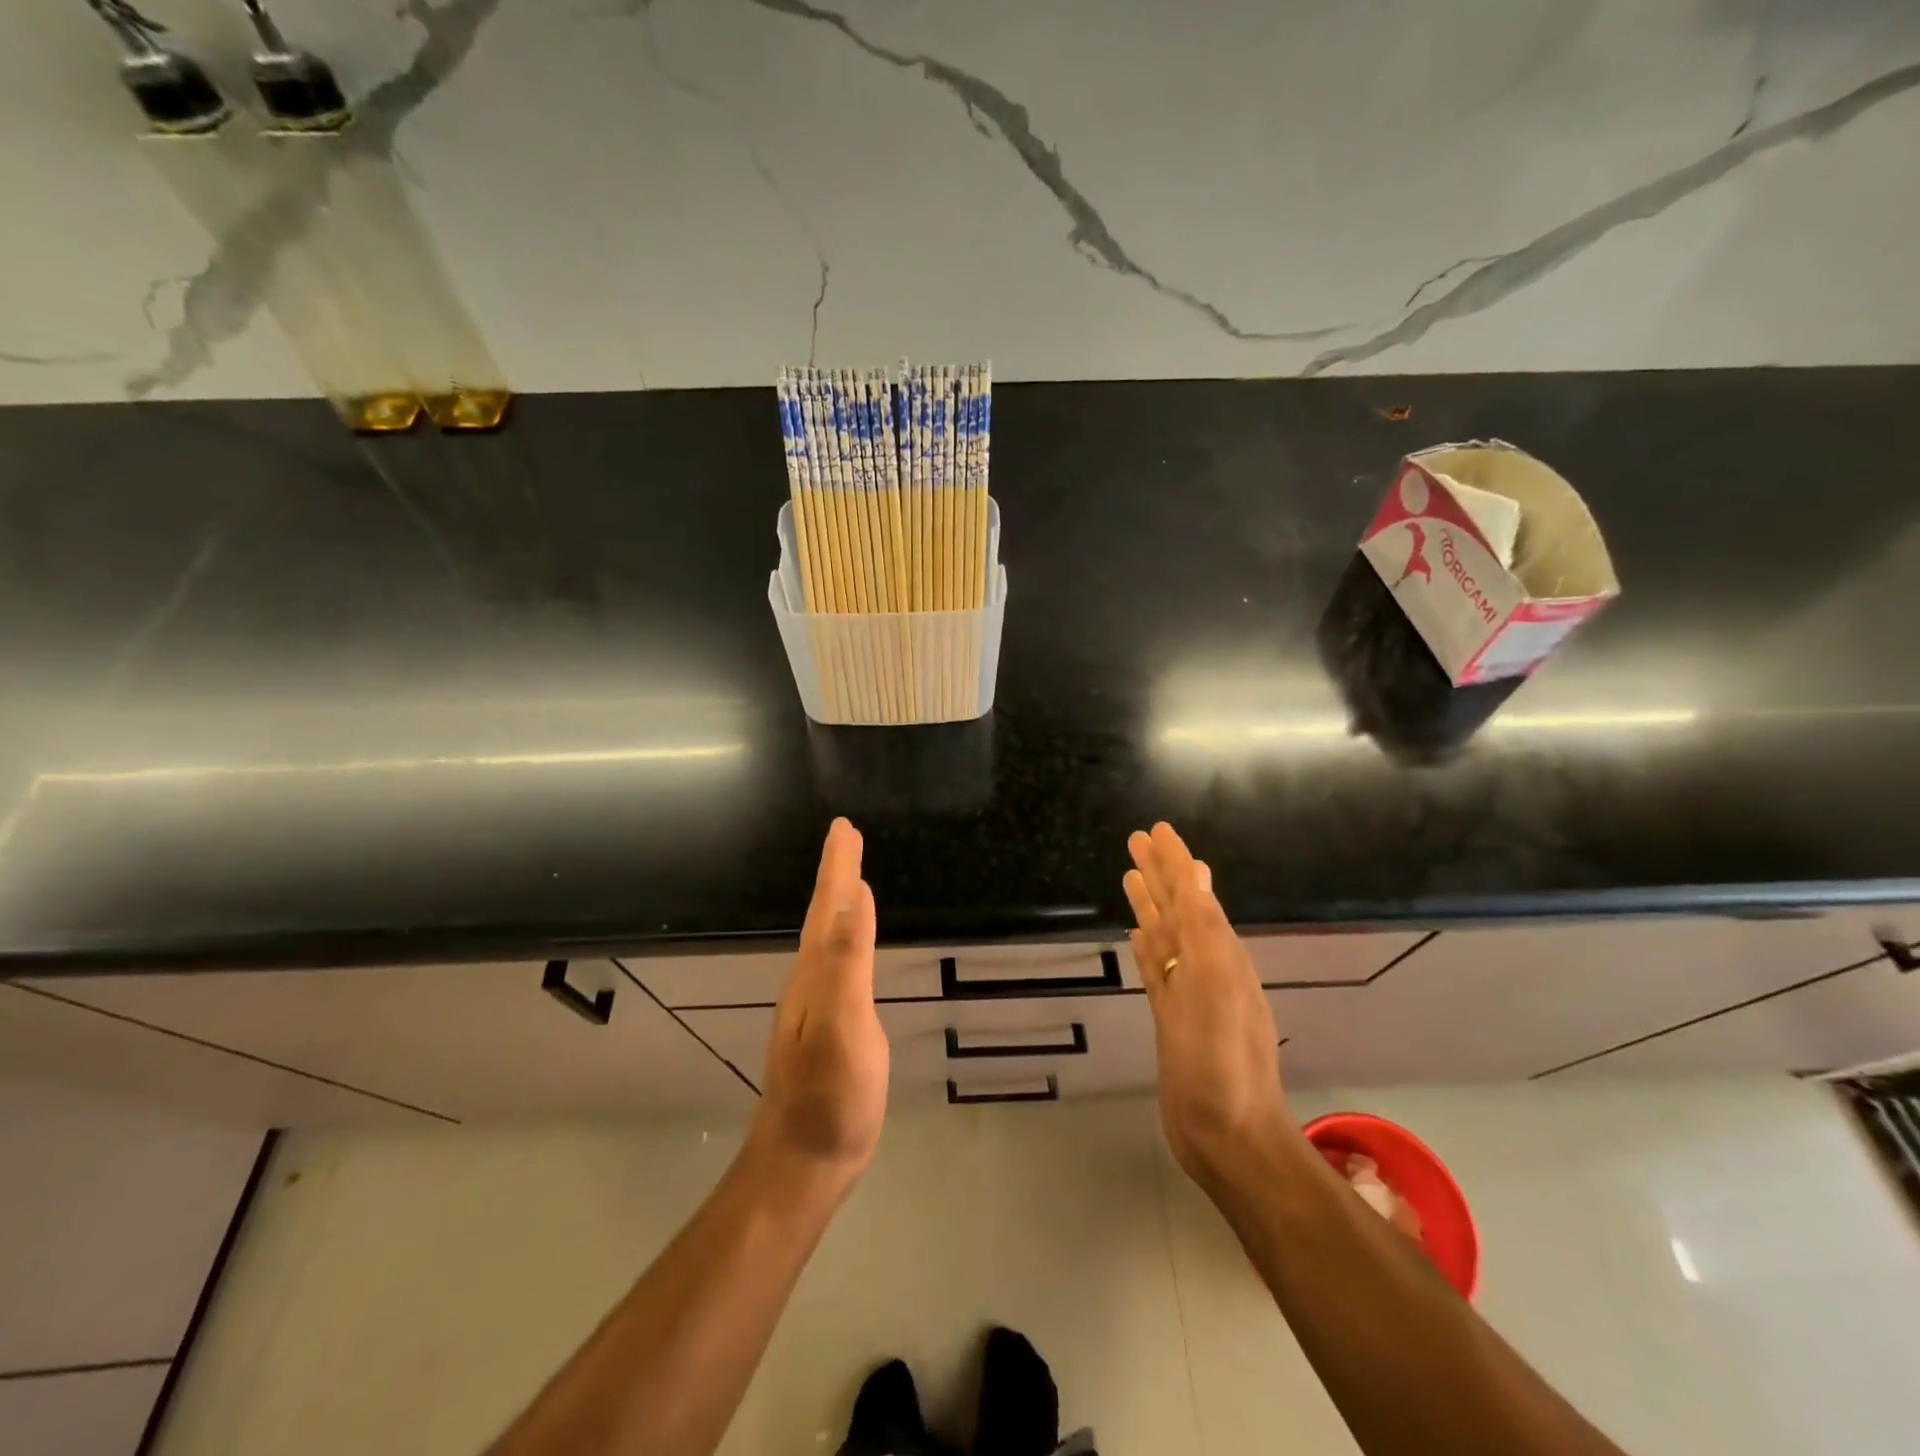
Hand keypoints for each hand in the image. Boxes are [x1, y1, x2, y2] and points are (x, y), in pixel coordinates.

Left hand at [752, 818, 888, 1189]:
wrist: (803, 1162)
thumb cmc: (831, 1095)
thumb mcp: (845, 1024)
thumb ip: (847, 960)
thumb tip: (856, 895)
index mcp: (815, 973)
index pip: (828, 906)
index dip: (837, 865)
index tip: (844, 827)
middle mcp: (809, 981)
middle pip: (824, 915)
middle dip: (835, 874)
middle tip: (847, 838)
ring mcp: (814, 1007)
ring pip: (825, 938)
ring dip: (836, 902)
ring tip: (849, 879)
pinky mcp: (826, 1028)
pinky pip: (834, 963)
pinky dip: (843, 937)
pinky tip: (847, 946)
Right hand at [1125, 823, 1293, 1186]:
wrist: (1227, 1137)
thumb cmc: (1221, 1064)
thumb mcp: (1215, 991)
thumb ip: (1205, 932)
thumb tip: (1197, 876)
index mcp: (1220, 955)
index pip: (1194, 894)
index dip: (1176, 861)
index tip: (1158, 829)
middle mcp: (1206, 967)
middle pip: (1177, 907)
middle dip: (1159, 872)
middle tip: (1137, 839)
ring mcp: (1188, 993)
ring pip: (1165, 934)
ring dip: (1150, 903)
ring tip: (1129, 874)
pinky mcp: (1171, 1017)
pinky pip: (1156, 968)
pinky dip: (1146, 946)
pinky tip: (1137, 934)